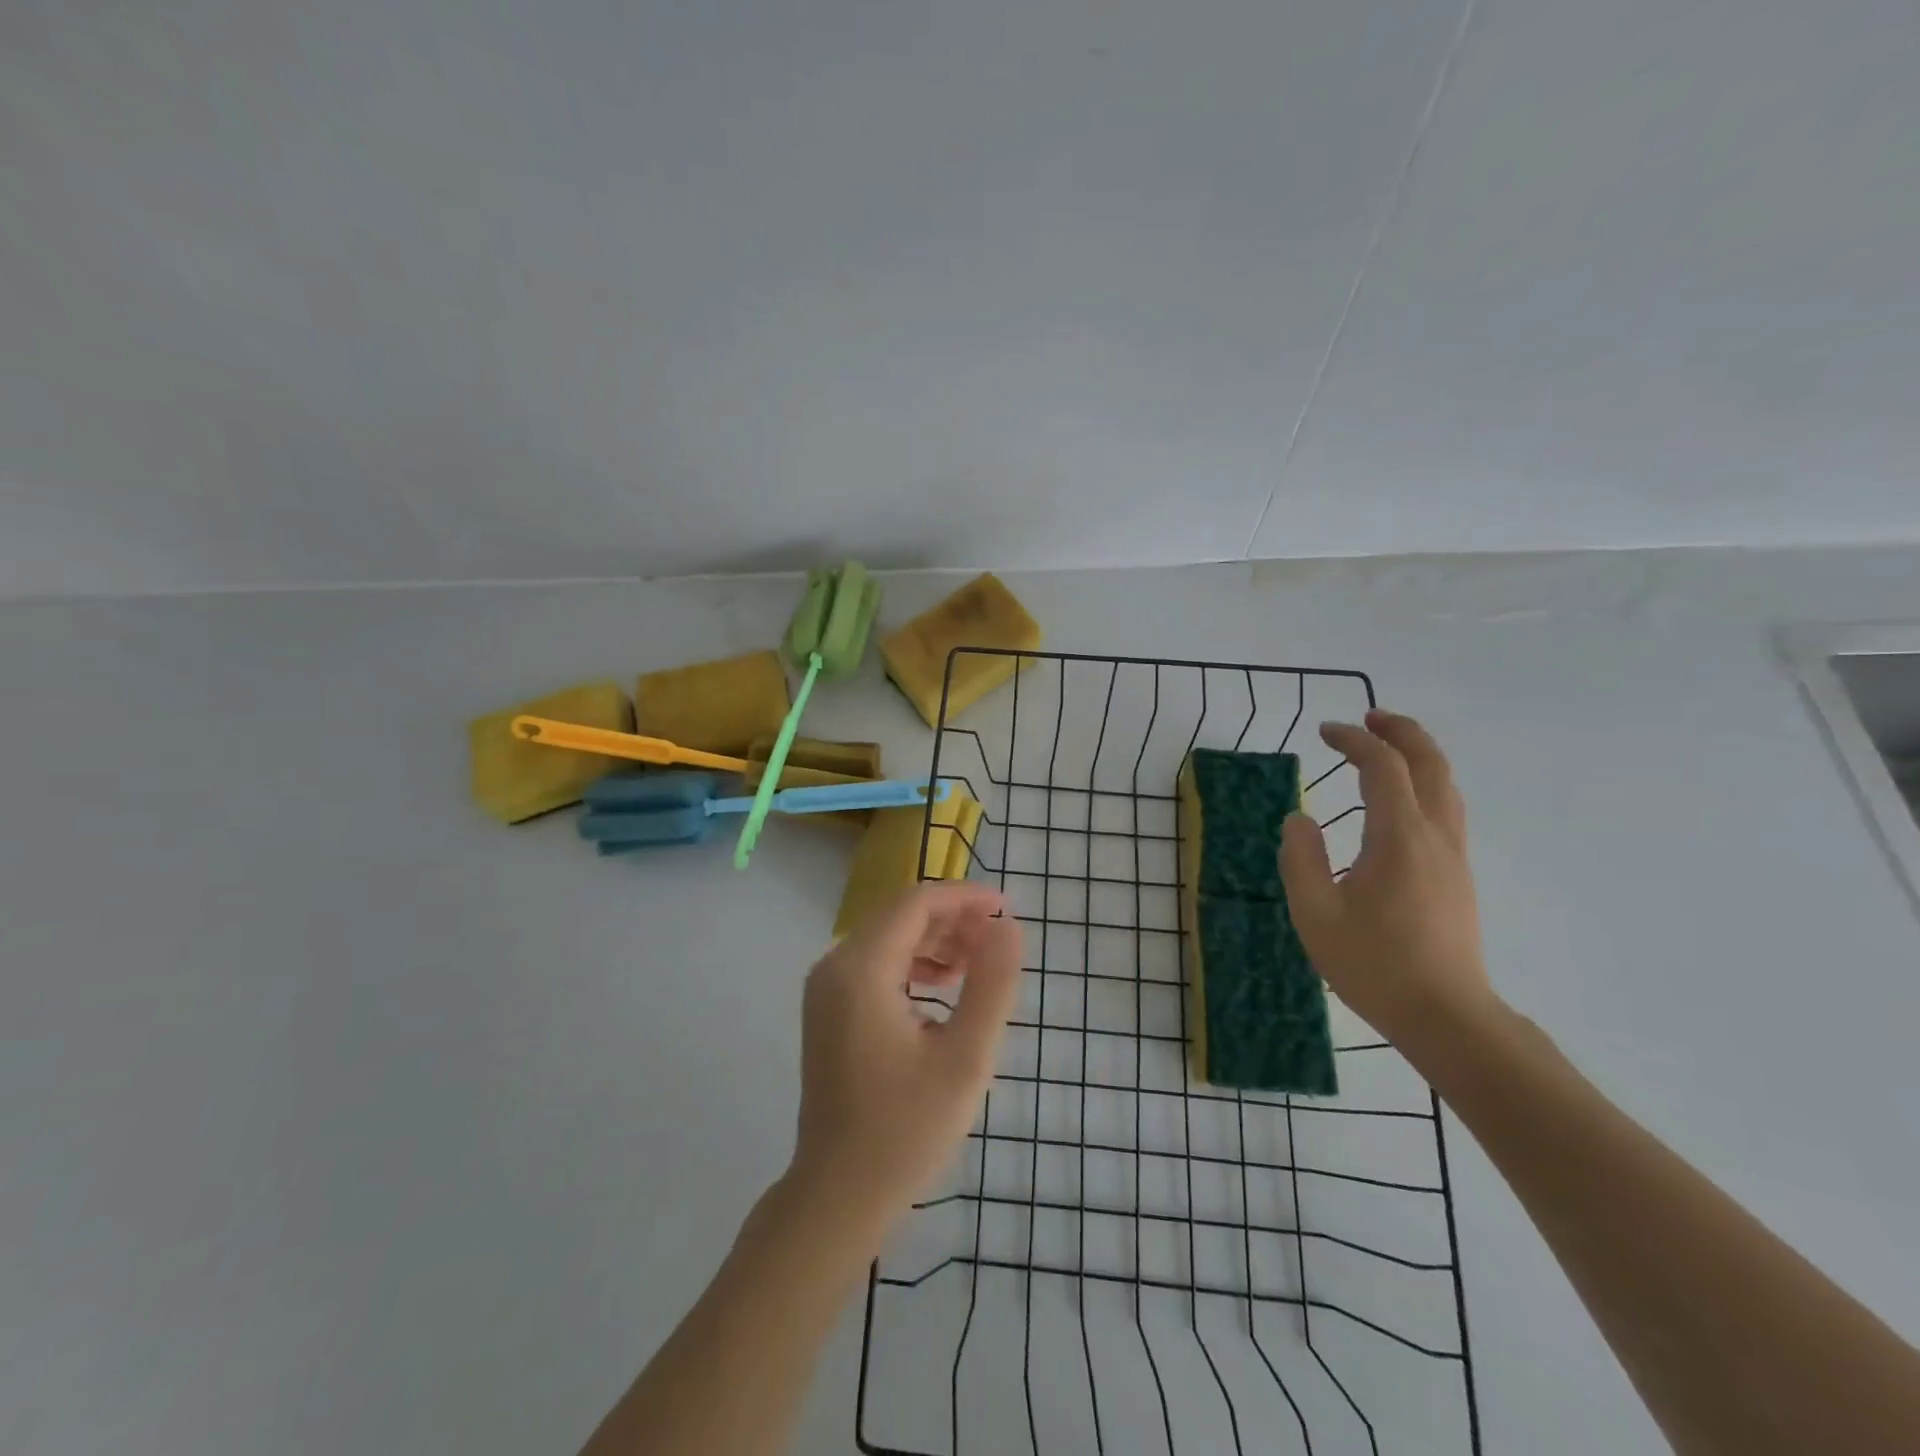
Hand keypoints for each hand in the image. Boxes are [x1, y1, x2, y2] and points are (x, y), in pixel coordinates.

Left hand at [789, 882, 1022, 1234]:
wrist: (840, 1193)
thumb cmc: (906, 1128)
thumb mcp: (965, 1057)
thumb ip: (991, 985)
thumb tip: (1009, 927)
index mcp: (861, 969)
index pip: (916, 903)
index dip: (964, 898)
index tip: (1008, 911)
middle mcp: (835, 966)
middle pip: (900, 915)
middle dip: (952, 919)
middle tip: (998, 941)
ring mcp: (826, 988)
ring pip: (888, 937)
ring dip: (935, 941)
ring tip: (978, 964)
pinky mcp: (829, 1009)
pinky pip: (875, 964)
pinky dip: (912, 964)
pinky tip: (944, 986)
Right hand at [1279, 709, 1494, 1043]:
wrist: (1446, 1017)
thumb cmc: (1374, 965)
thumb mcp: (1315, 913)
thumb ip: (1300, 859)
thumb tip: (1300, 819)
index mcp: (1399, 838)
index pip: (1383, 767)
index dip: (1354, 740)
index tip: (1324, 732)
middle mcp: (1435, 836)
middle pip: (1430, 763)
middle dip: (1400, 732)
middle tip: (1367, 718)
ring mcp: (1454, 856)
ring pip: (1446, 785)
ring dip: (1417, 756)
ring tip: (1385, 748)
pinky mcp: (1458, 876)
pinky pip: (1446, 809)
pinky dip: (1424, 783)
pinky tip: (1401, 800)